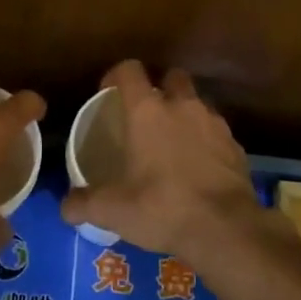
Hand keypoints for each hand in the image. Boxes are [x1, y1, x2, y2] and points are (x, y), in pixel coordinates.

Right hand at [60, 61, 264, 259]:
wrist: (226, 228)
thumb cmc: (162, 207)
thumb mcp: (113, 210)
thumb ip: (83, 204)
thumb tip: (65, 206)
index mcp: (147, 111)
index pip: (129, 70)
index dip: (116, 75)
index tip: (108, 92)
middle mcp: (182, 106)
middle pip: (171, 77)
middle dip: (159, 88)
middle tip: (147, 114)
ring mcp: (214, 123)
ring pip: (197, 102)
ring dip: (185, 113)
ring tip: (174, 140)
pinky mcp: (236, 145)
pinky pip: (217, 131)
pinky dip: (206, 140)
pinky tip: (199, 165)